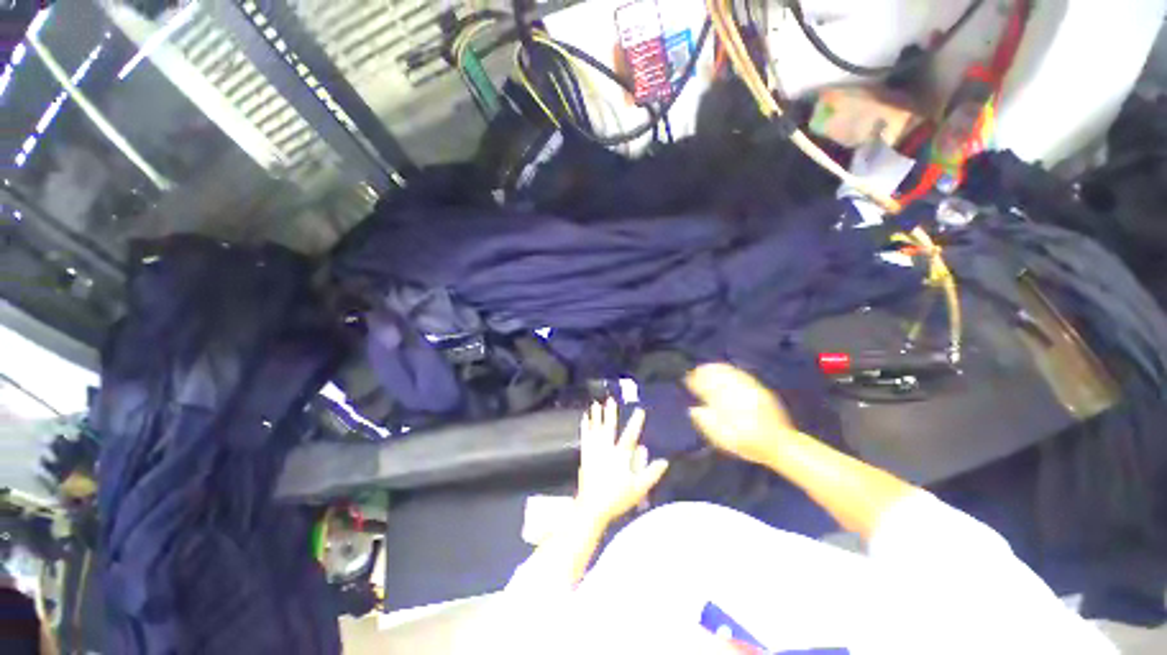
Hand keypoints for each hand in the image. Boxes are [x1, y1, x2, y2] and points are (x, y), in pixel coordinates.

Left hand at [575, 399, 668, 525]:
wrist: (592, 508)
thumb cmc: (617, 499)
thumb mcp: (639, 488)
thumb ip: (651, 474)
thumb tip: (664, 461)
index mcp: (620, 456)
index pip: (630, 435)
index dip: (636, 422)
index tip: (640, 410)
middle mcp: (606, 450)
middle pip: (609, 428)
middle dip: (610, 413)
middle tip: (610, 400)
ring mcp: (594, 452)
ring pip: (595, 429)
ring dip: (596, 416)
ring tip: (595, 404)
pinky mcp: (585, 456)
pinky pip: (585, 437)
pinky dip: (585, 427)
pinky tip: (583, 418)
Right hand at [685, 363, 798, 466]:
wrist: (780, 445)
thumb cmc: (748, 444)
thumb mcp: (724, 439)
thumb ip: (707, 423)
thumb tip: (693, 410)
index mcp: (728, 406)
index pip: (707, 388)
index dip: (696, 382)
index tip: (687, 380)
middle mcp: (739, 394)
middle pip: (718, 378)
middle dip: (704, 373)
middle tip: (695, 372)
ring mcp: (751, 390)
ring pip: (730, 374)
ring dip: (716, 369)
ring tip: (706, 367)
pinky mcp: (760, 389)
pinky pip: (741, 374)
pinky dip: (730, 370)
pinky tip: (725, 370)